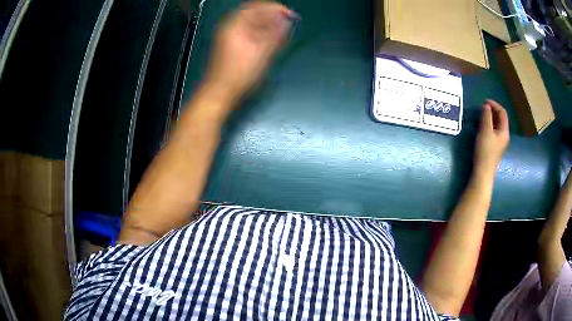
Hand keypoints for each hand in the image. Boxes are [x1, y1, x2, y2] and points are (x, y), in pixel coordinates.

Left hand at [204, 1, 295, 103]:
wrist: (220, 91)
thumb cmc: (240, 73)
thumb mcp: (261, 52)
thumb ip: (275, 34)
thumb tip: (287, 20)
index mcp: (235, 24)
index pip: (257, 6)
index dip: (276, 8)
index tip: (291, 15)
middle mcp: (231, 26)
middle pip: (254, 12)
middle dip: (273, 15)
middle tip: (288, 22)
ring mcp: (230, 35)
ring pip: (252, 22)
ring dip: (268, 23)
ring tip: (283, 30)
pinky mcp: (232, 44)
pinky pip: (249, 30)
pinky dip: (261, 31)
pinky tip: (271, 38)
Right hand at [474, 99, 509, 174]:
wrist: (483, 172)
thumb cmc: (485, 151)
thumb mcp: (485, 131)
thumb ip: (486, 116)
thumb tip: (486, 106)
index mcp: (504, 131)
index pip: (502, 113)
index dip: (494, 104)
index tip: (484, 101)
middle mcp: (504, 136)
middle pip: (501, 119)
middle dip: (492, 111)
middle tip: (482, 108)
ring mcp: (500, 143)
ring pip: (497, 126)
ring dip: (490, 118)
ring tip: (481, 116)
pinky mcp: (494, 148)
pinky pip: (493, 132)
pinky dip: (489, 126)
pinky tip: (482, 127)